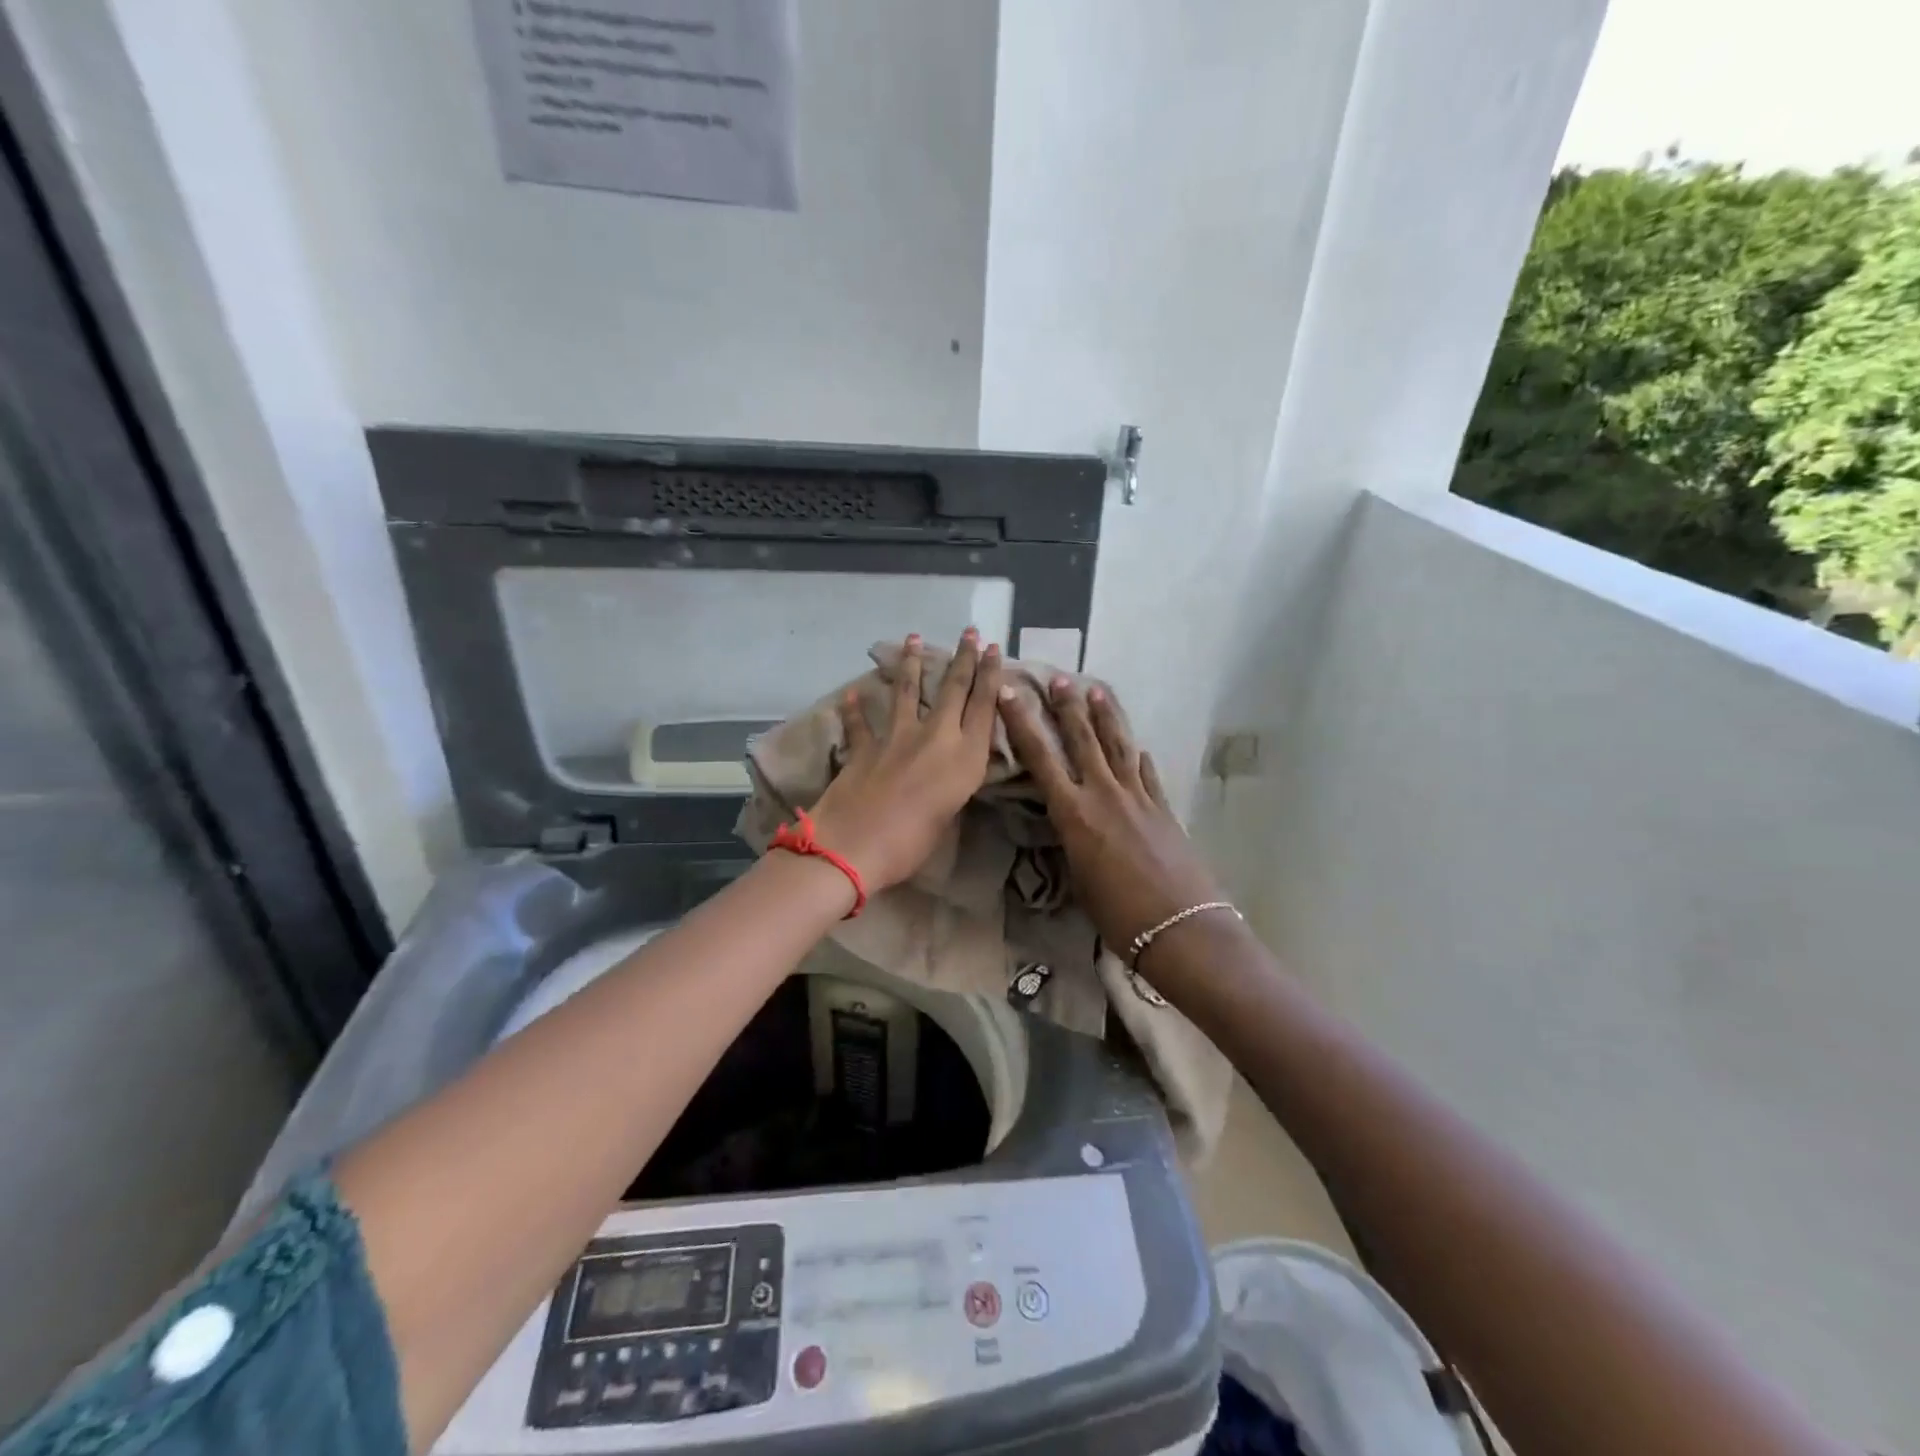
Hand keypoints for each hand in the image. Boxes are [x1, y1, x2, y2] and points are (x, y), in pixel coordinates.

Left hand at [809, 631, 1002, 891]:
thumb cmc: (910, 845)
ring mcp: (896, 738)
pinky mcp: (864, 747)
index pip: (984, 707)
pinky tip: (852, 694)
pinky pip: (860, 723)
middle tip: (970, 632)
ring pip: (908, 692)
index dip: (990, 675)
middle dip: (964, 658)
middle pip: (953, 689)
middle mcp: (935, 738)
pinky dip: (855, 710)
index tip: (993, 649)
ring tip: (913, 638)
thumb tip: (949, 772)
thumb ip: (952, 787)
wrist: (852, 848)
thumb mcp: (948, 817)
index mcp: (964, 759)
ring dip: (911, 663)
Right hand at [997, 675, 1224, 962]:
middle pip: (1082, 740)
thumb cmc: (1118, 915)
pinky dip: (1138, 757)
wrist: (1181, 927)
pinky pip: (1146, 773)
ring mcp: (1138, 797)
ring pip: (1117, 747)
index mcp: (1074, 813)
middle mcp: (1104, 794)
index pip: (1040, 758)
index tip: (1010, 693)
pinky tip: (1138, 747)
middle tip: (1060, 679)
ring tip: (1097, 690)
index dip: (1022, 723)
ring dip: (1105, 717)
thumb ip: (1073, 841)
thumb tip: (1071, 824)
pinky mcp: (1163, 808)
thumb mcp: (1079, 877)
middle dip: (1068, 707)